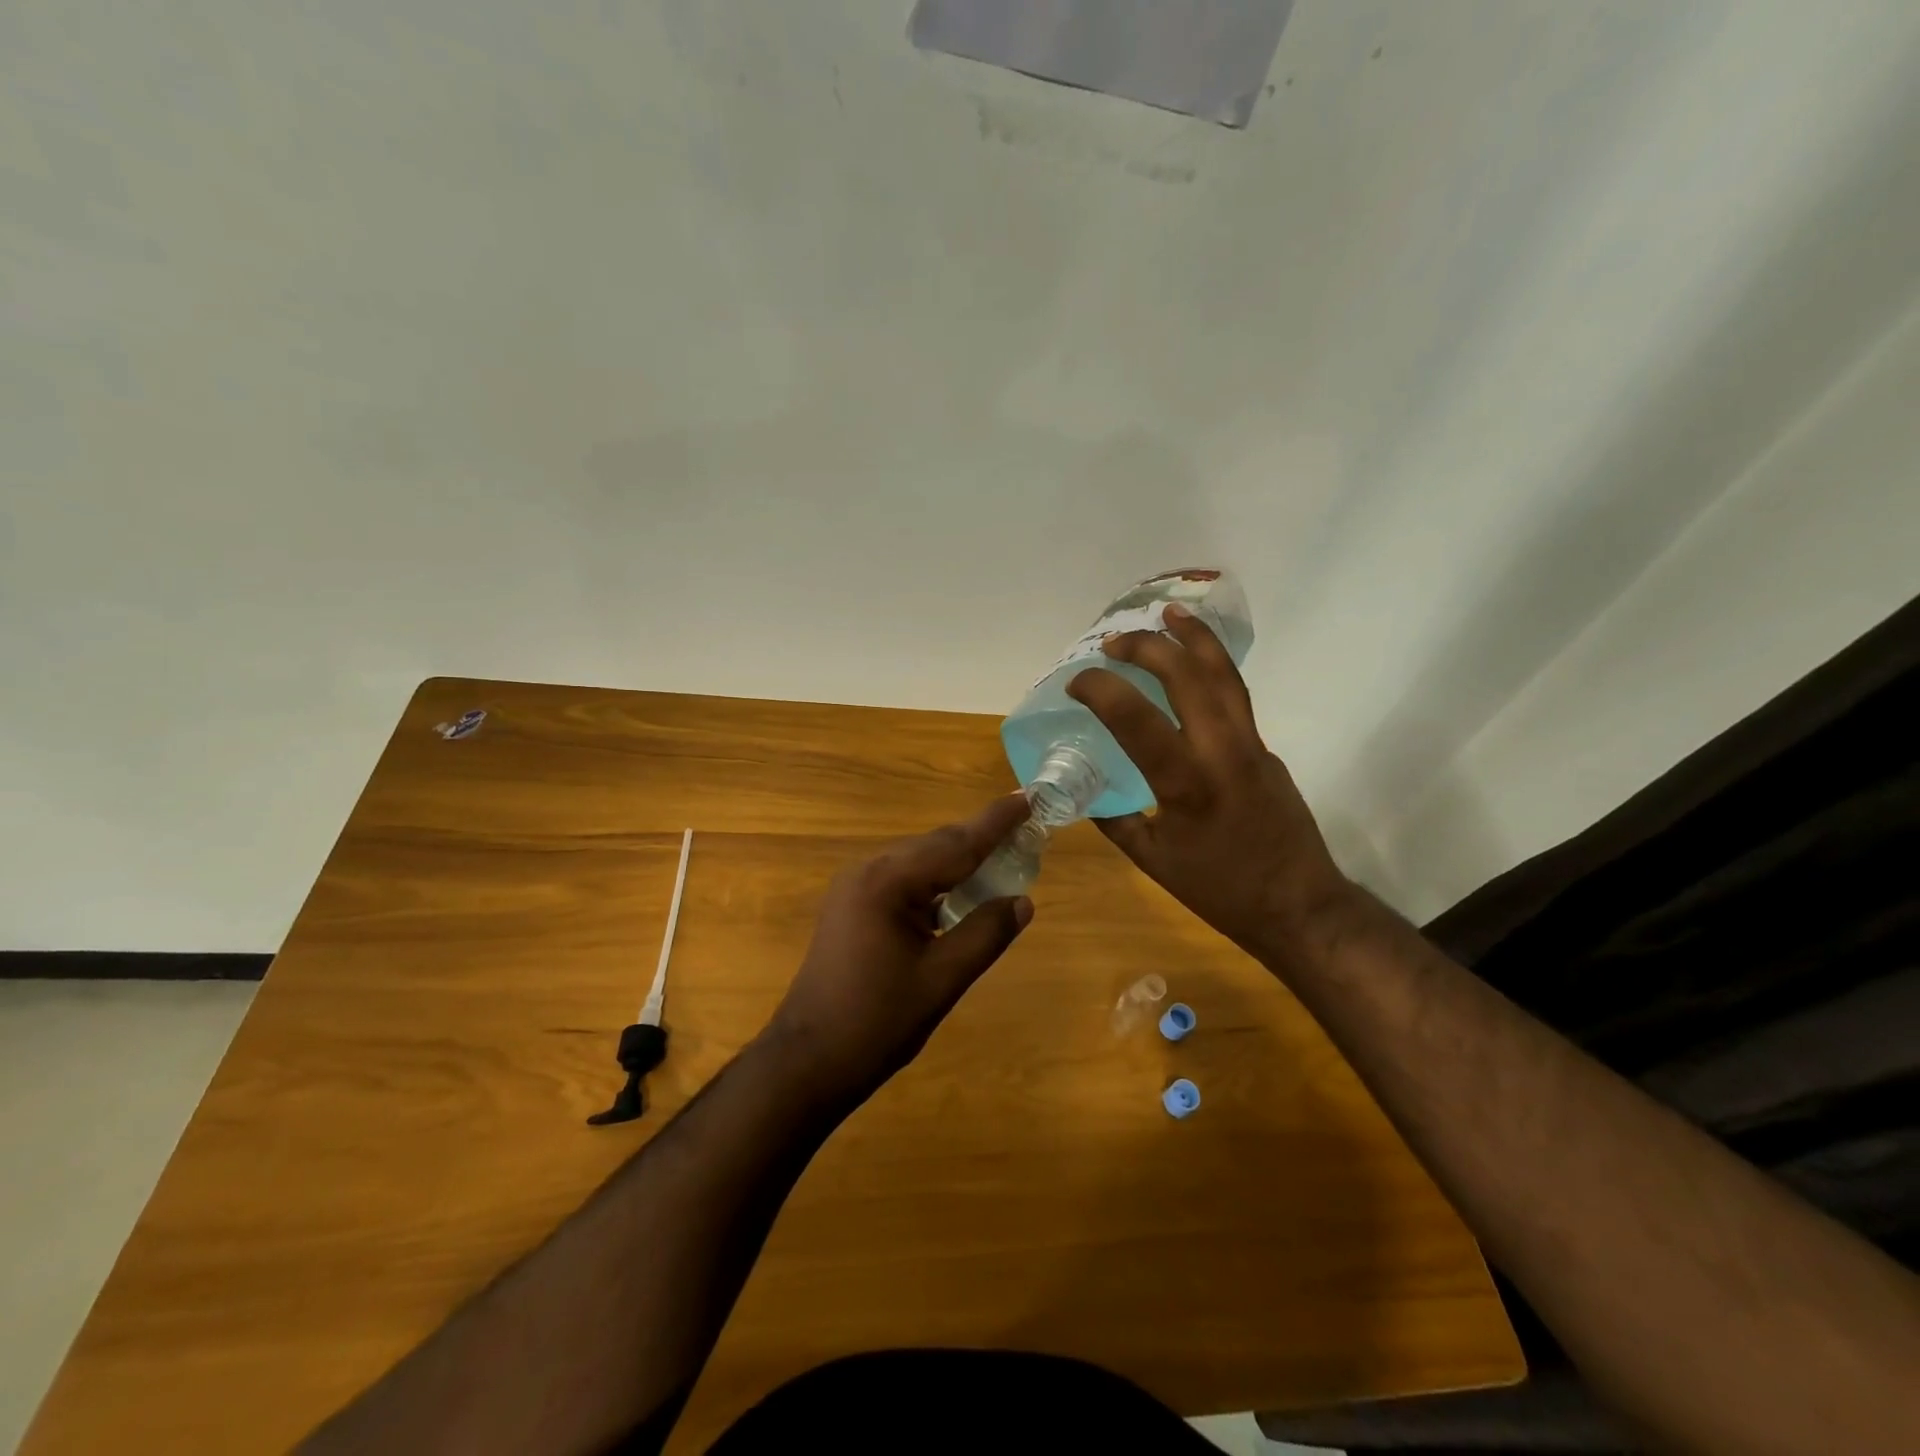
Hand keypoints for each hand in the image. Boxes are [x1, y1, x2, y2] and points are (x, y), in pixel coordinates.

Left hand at [762, 794, 1035, 1102]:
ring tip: (1004, 857)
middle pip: (937, 846)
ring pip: (920, 862)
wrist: (808, 1061)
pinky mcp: (852, 906)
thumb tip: (1023, 901)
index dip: (996, 822)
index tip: (1029, 797)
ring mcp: (855, 887)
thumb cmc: (877, 1023)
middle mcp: (868, 871)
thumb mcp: (942, 979)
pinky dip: (937, 882)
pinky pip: (904, 881)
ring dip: (960, 861)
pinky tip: (961, 893)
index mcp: (888, 881)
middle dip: (982, 838)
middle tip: (1026, 828)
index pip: (956, 843)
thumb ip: (986, 934)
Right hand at [1066, 604, 1355, 966]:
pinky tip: (1193, 669)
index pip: (1135, 718)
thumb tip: (1086, 796)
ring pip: (1224, 675)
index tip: (1077, 682)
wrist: (1300, 906)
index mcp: (1185, 784)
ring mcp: (1251, 745)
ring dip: (1194, 638)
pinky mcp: (1267, 750)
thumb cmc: (1221, 891)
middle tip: (1114, 641)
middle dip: (1148, 647)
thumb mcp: (1153, 861)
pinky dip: (1211, 670)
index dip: (1101, 689)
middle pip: (1188, 676)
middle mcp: (1222, 751)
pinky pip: (1236, 697)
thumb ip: (1116, 822)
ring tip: (1169, 613)